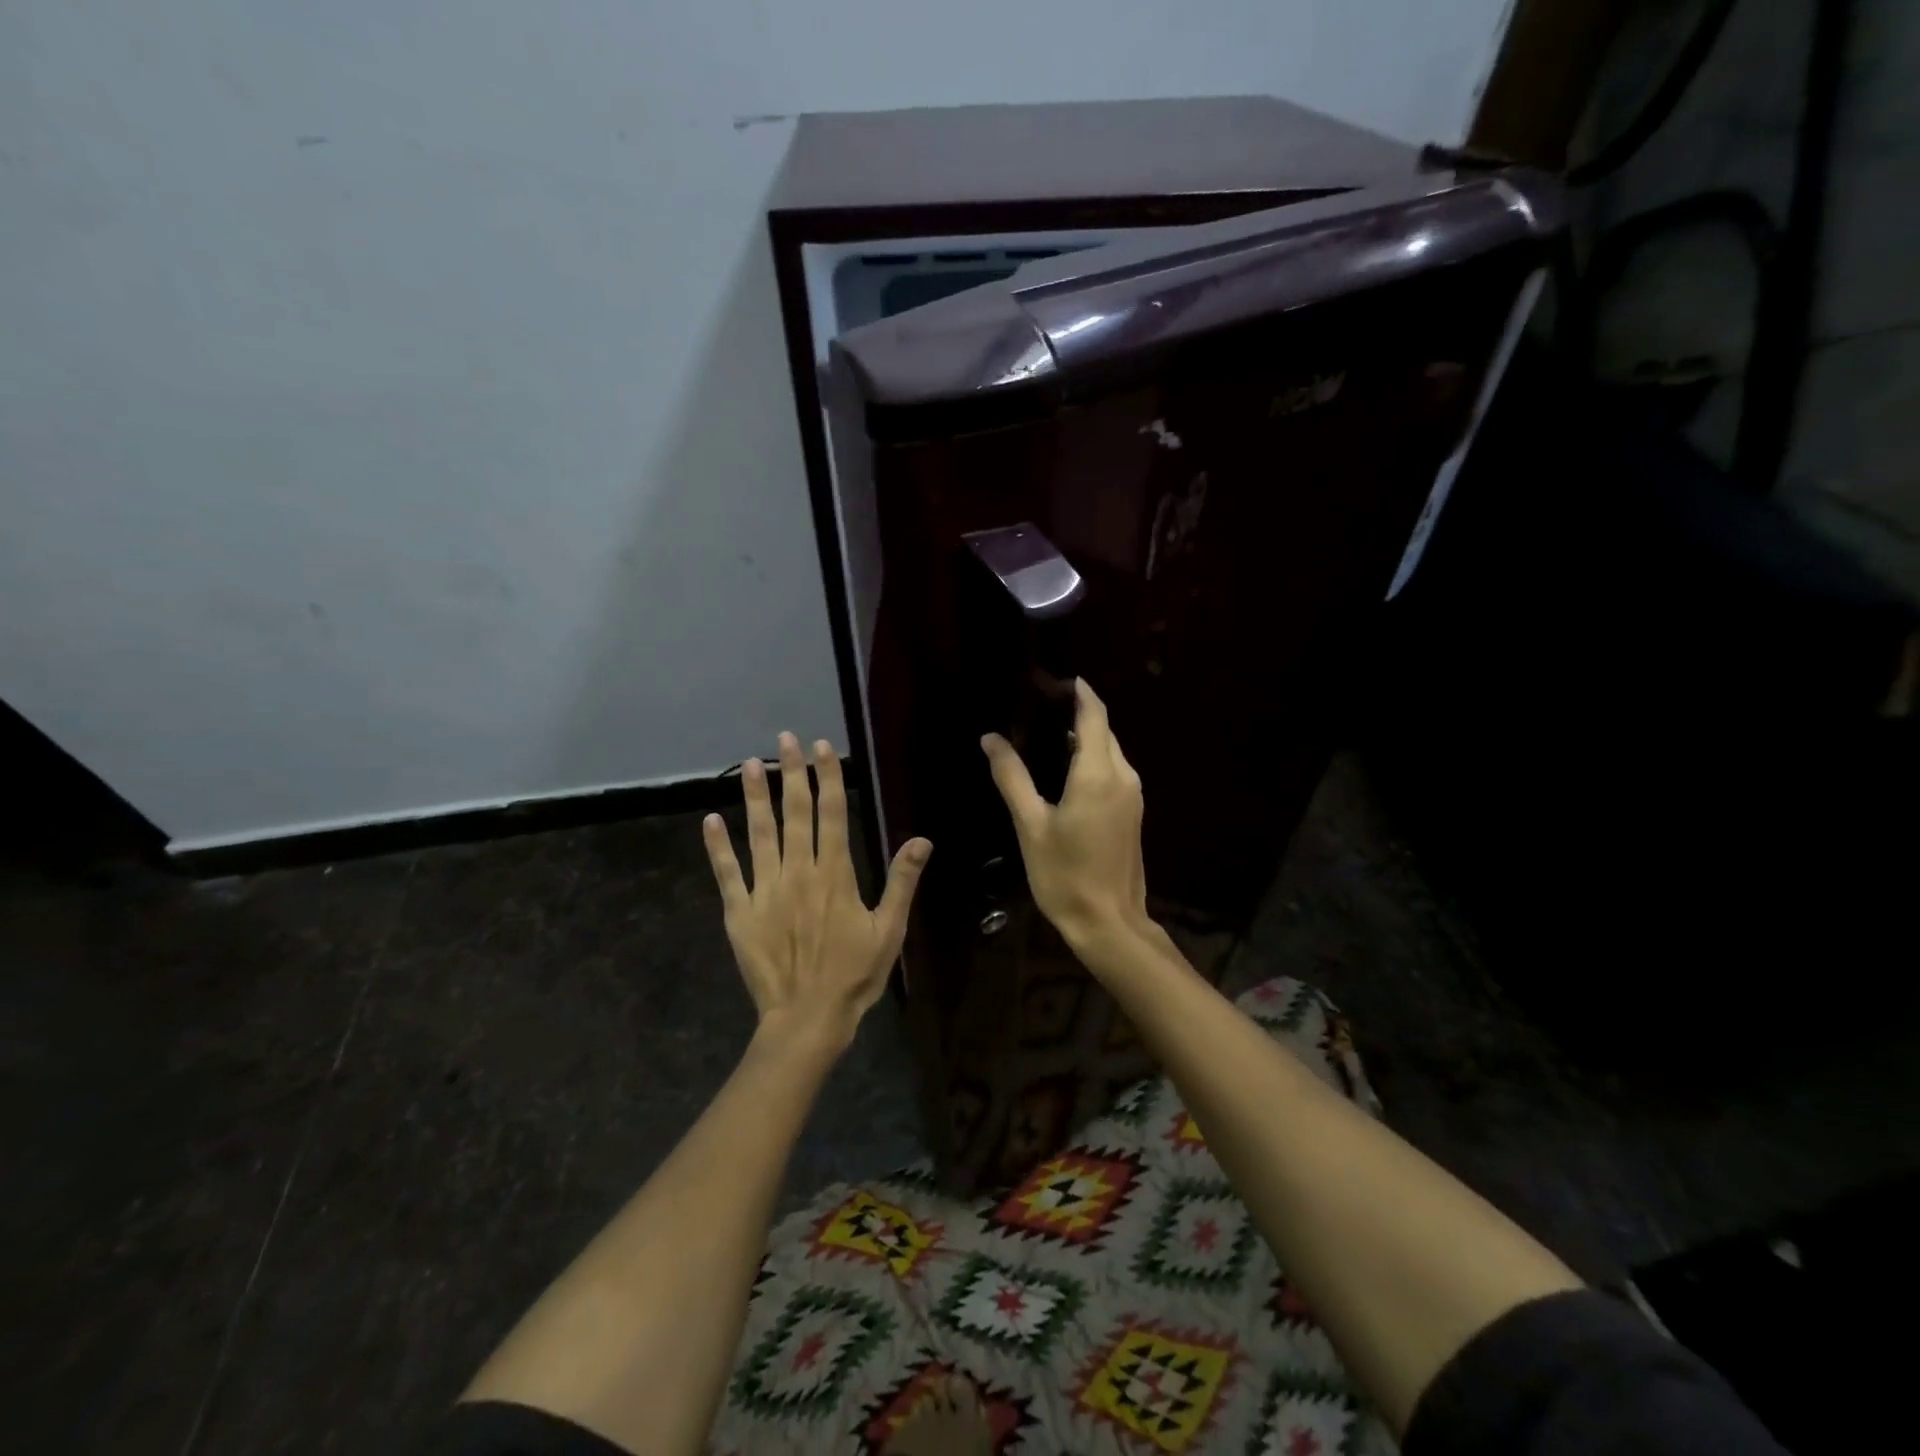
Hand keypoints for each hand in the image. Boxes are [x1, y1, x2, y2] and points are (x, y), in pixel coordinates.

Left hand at [703, 733, 931, 1050]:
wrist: (808, 1018)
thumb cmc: (855, 974)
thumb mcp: (890, 930)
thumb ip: (902, 882)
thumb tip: (921, 839)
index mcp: (835, 874)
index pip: (832, 813)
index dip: (827, 777)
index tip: (821, 747)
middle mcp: (798, 872)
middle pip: (796, 813)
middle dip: (793, 773)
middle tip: (786, 739)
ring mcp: (766, 890)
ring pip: (759, 834)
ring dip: (755, 797)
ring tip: (751, 765)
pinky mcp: (740, 912)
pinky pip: (728, 873)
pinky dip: (718, 847)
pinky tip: (710, 821)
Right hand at [981, 680, 1150, 947]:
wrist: (1109, 923)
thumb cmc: (1064, 875)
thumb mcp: (1030, 825)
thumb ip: (1012, 777)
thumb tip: (991, 739)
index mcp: (1098, 773)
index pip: (1094, 714)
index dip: (1078, 691)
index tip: (1053, 679)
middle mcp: (1123, 776)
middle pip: (1103, 730)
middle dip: (1078, 712)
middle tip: (1039, 706)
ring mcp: (1132, 795)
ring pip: (1110, 751)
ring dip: (1084, 737)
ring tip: (1047, 733)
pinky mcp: (1132, 812)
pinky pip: (1113, 771)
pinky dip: (1091, 759)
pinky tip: (1065, 769)